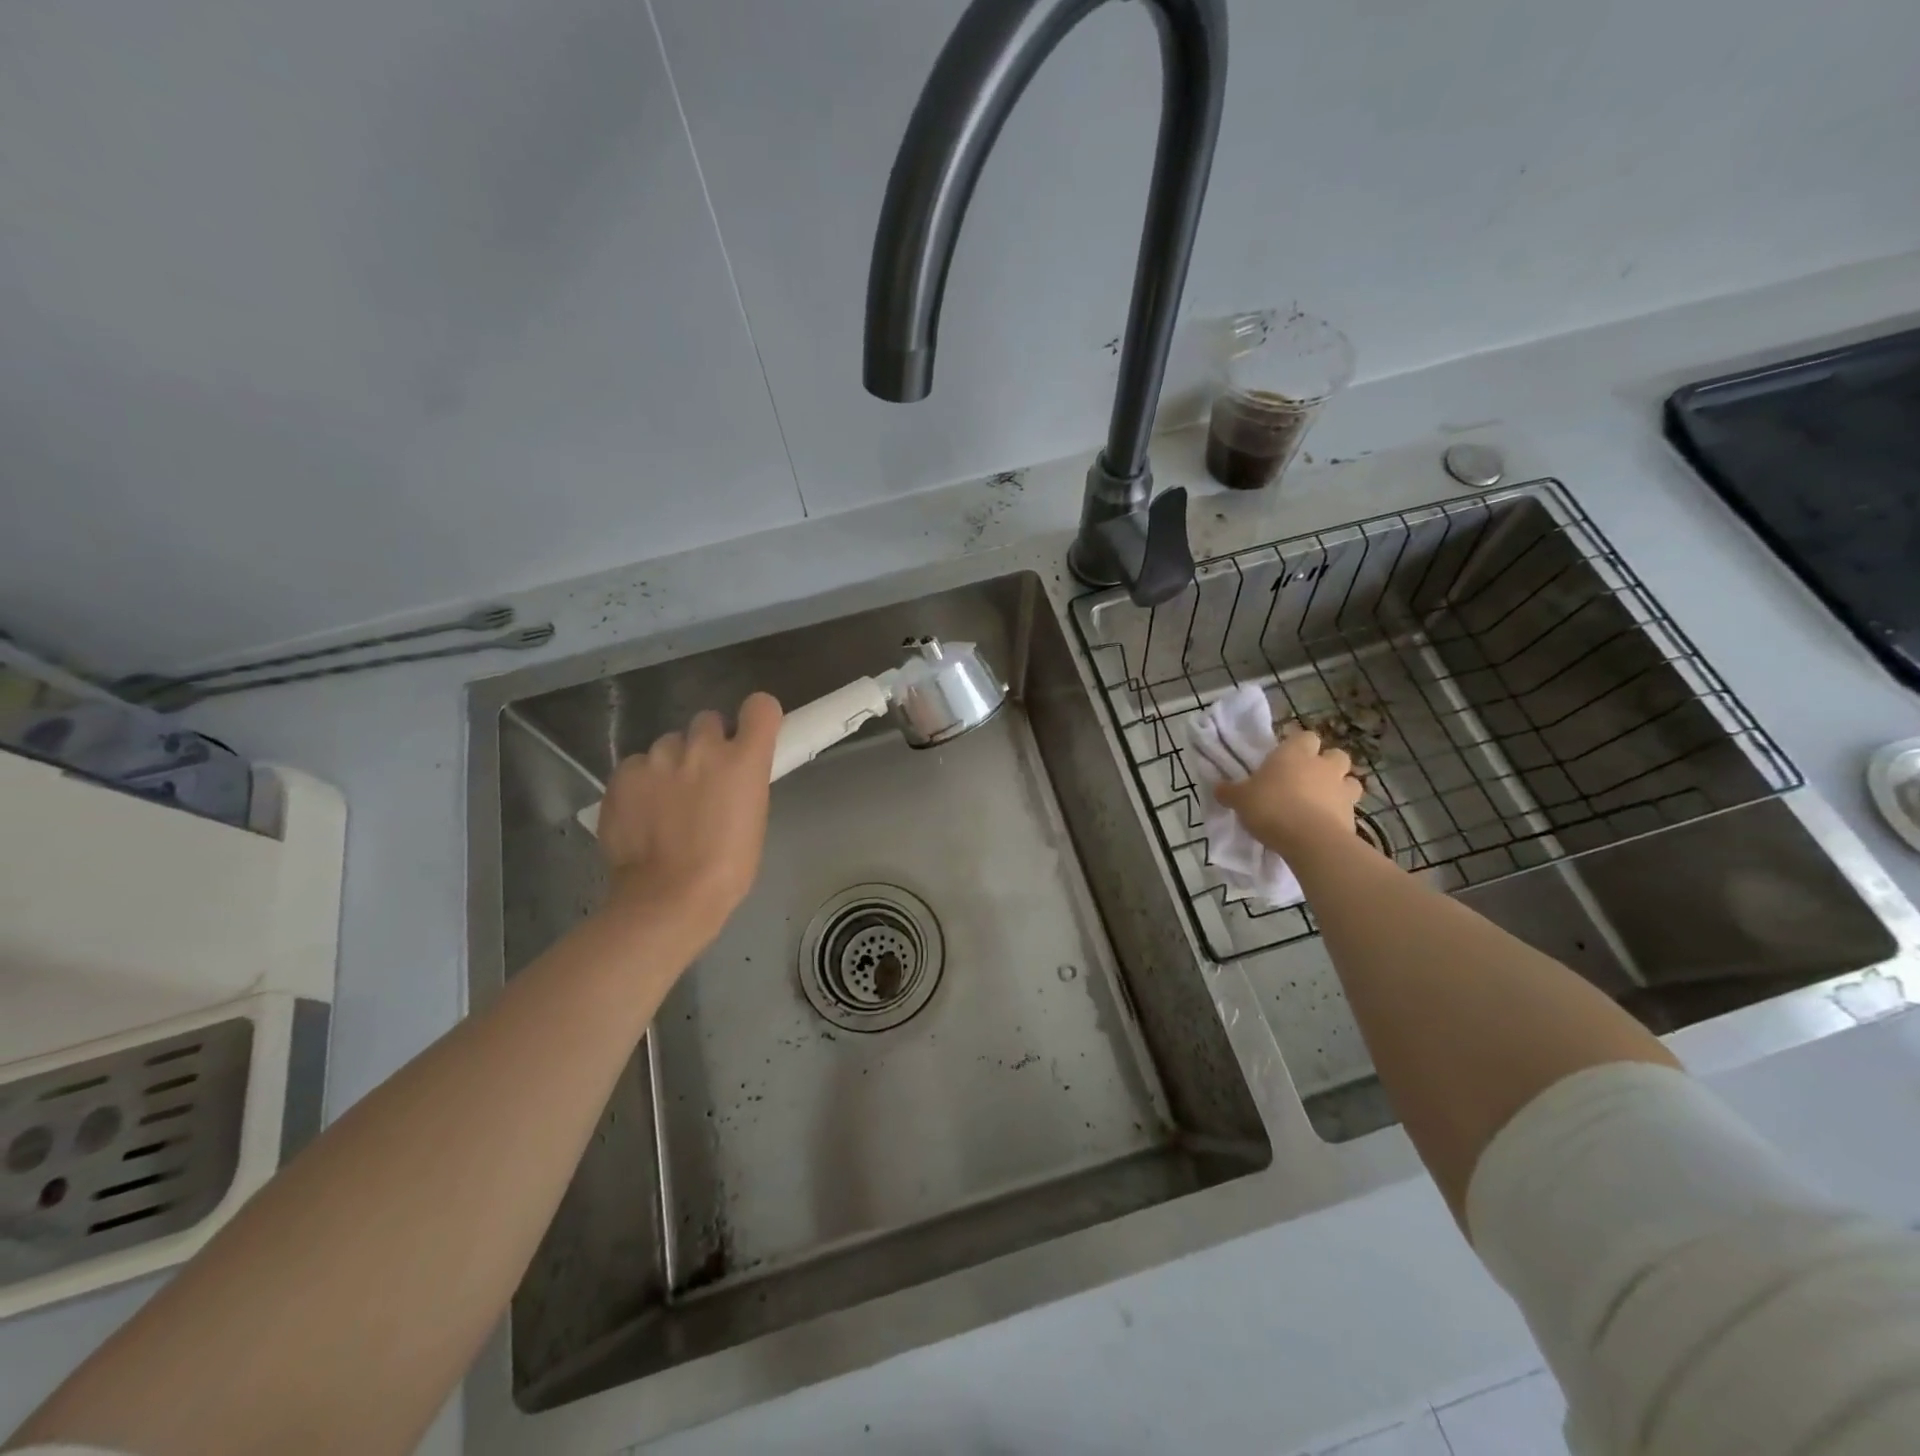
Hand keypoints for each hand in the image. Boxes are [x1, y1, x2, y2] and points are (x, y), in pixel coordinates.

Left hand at [596, 692, 782, 951]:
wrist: (668, 897)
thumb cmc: (727, 868)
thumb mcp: (753, 819)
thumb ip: (743, 783)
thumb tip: (730, 776)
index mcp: (744, 760)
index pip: (760, 707)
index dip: (756, 717)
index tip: (750, 734)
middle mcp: (702, 748)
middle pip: (707, 721)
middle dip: (708, 743)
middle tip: (704, 777)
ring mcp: (658, 759)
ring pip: (669, 743)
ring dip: (672, 763)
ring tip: (667, 801)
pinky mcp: (623, 774)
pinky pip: (637, 765)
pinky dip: (642, 782)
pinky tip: (642, 812)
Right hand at [1213, 725, 1363, 858]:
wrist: (1310, 840)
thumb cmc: (1271, 808)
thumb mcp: (1240, 800)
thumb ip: (1230, 792)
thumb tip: (1219, 788)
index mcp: (1294, 754)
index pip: (1305, 737)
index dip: (1298, 746)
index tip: (1287, 759)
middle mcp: (1322, 766)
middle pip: (1335, 754)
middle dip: (1326, 764)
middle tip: (1308, 779)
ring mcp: (1342, 790)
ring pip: (1350, 781)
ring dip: (1339, 788)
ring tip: (1322, 802)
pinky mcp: (1353, 816)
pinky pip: (1350, 809)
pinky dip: (1340, 814)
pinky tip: (1325, 825)